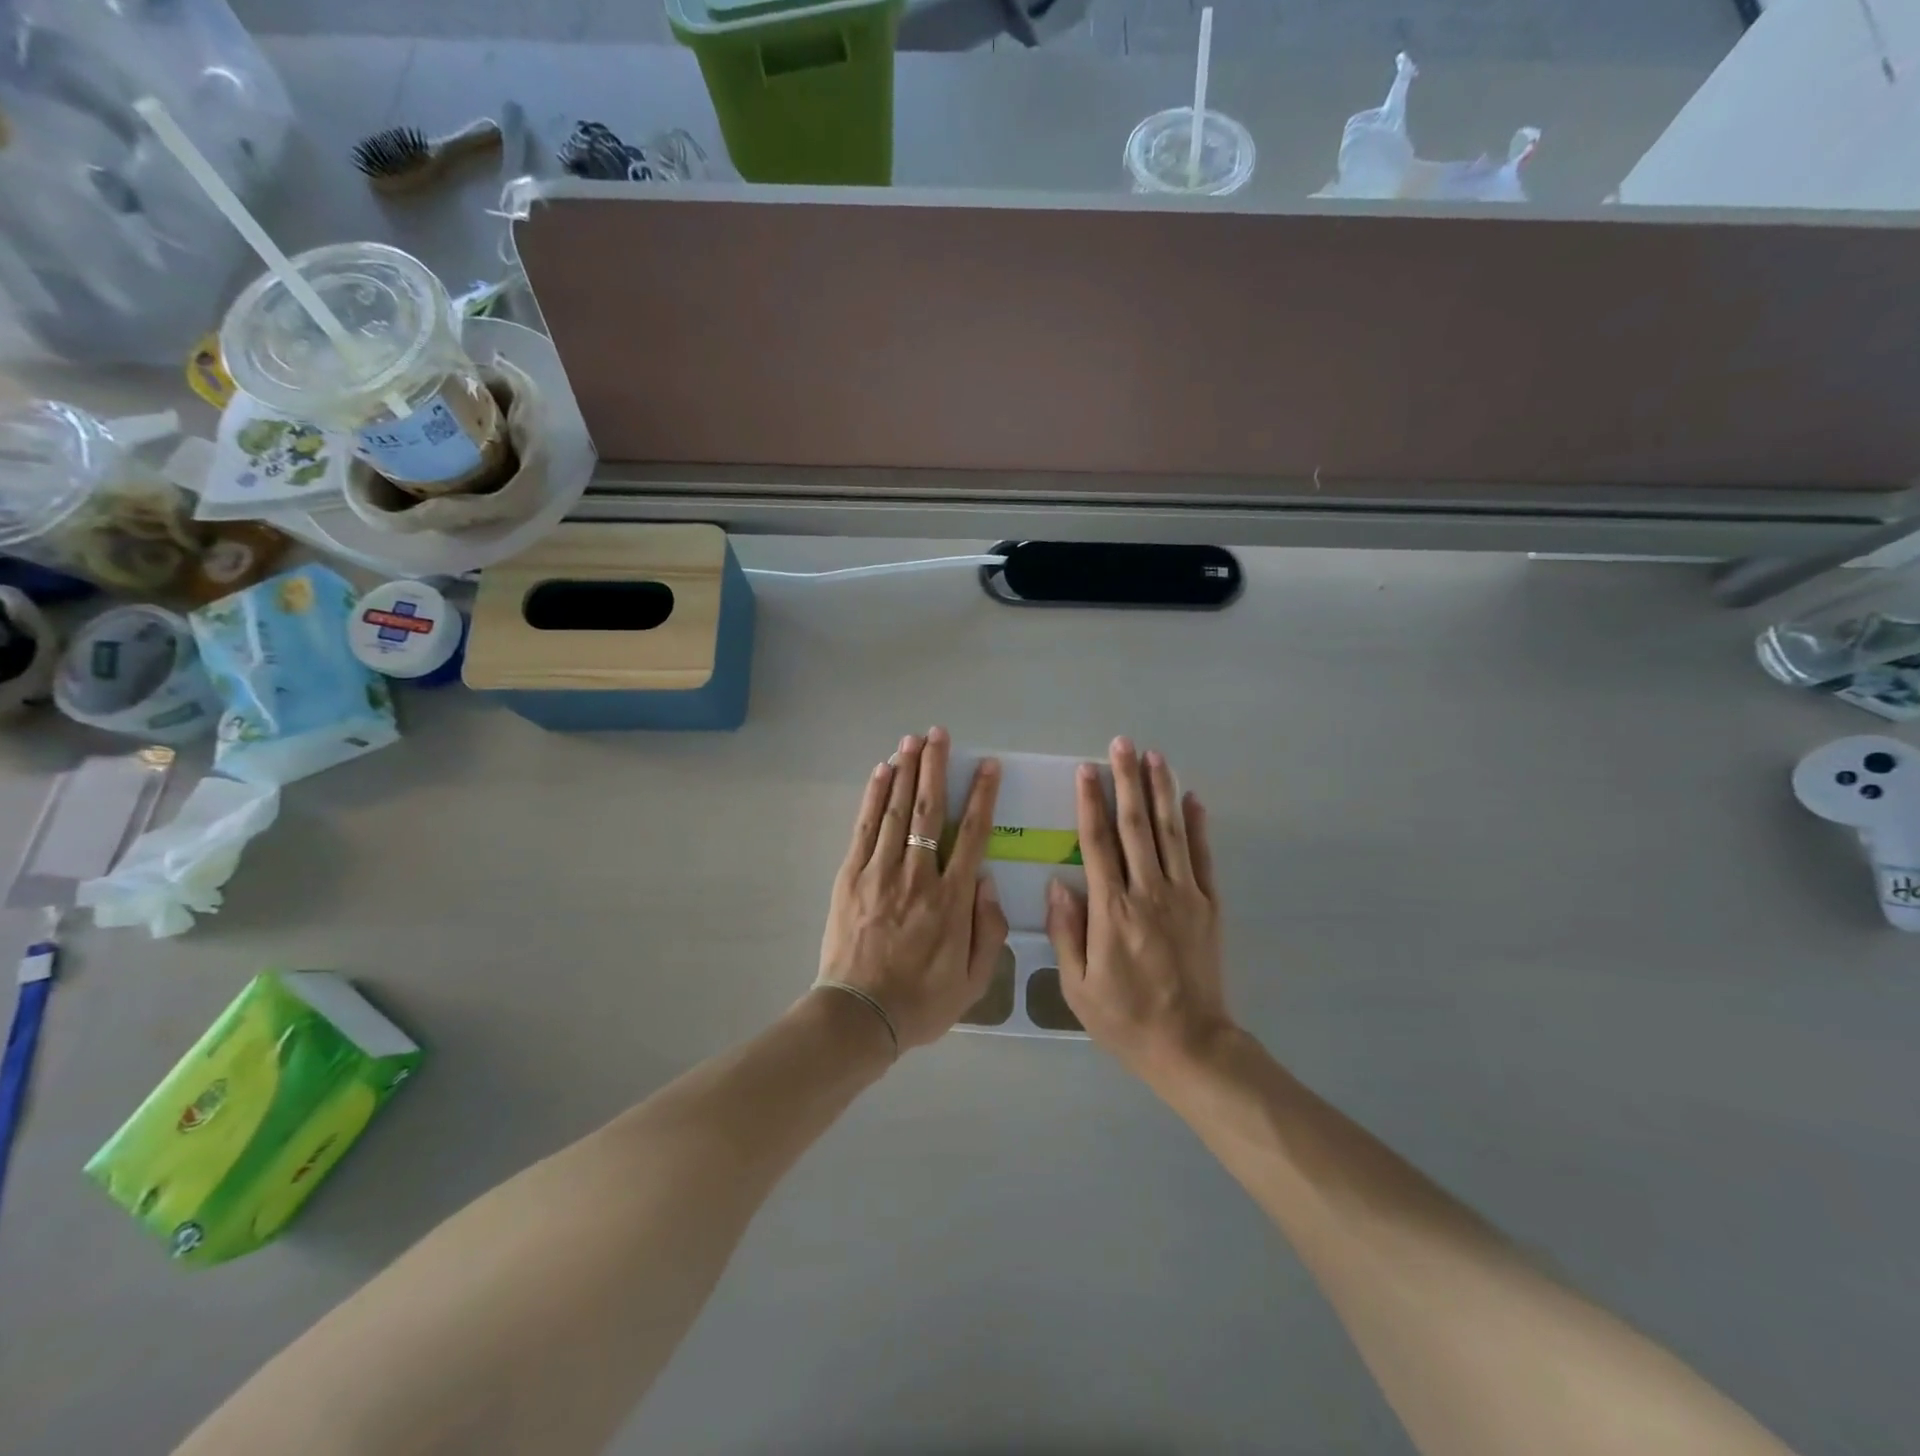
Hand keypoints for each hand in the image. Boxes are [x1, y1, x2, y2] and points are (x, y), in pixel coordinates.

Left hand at [816, 727, 1007, 1051]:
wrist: (860, 1016)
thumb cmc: (922, 1001)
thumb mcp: (974, 980)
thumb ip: (989, 929)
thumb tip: (986, 880)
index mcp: (952, 899)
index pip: (972, 835)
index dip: (981, 796)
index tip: (987, 766)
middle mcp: (918, 875)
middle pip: (929, 810)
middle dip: (936, 767)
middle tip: (939, 734)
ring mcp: (880, 872)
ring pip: (896, 810)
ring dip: (906, 771)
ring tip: (912, 740)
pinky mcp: (851, 876)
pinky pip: (865, 828)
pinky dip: (874, 797)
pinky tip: (882, 772)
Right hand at [1046, 737, 1232, 1079]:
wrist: (1191, 1045)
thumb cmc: (1125, 1018)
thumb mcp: (1077, 986)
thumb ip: (1066, 931)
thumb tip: (1058, 883)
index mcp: (1112, 910)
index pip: (1097, 843)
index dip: (1090, 803)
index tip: (1086, 770)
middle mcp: (1148, 892)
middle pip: (1135, 825)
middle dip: (1127, 780)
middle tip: (1122, 743)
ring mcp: (1184, 896)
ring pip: (1170, 831)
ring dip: (1162, 790)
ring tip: (1155, 756)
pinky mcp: (1208, 906)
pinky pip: (1202, 857)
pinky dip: (1197, 825)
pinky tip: (1192, 799)